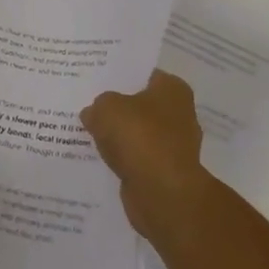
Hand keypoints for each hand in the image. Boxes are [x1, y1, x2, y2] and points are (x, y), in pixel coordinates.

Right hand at [81, 69, 211, 244]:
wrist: (162, 194)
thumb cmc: (139, 137)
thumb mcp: (106, 108)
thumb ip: (98, 105)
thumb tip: (93, 113)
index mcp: (173, 89)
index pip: (143, 74)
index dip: (119, 76)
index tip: (96, 80)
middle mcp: (179, 114)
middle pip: (141, 105)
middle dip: (118, 107)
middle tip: (89, 105)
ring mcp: (174, 146)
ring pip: (138, 134)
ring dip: (119, 137)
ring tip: (88, 133)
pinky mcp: (165, 173)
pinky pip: (137, 159)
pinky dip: (123, 160)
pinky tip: (100, 159)